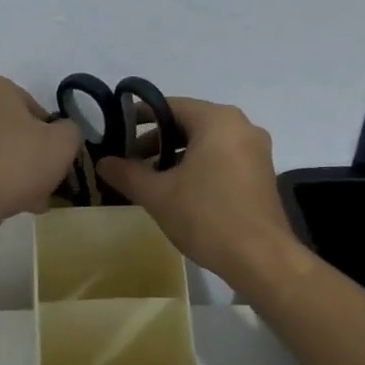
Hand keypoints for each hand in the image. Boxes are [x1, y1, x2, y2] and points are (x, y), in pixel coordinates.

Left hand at [0, 75, 82, 235]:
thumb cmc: (16, 161)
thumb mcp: (64, 142)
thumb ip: (70, 131)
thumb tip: (61, 134)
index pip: (33, 108)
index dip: (51, 136)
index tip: (57, 160)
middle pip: (12, 131)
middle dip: (31, 157)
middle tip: (47, 183)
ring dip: (15, 174)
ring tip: (32, 202)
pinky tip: (8, 206)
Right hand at [98, 97, 297, 287]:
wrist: (261, 259)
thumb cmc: (206, 216)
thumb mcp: (158, 195)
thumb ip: (127, 173)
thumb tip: (102, 162)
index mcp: (217, 120)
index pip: (170, 106)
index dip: (139, 117)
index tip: (117, 132)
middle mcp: (241, 126)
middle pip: (190, 122)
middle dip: (157, 140)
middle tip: (130, 160)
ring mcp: (256, 150)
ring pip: (207, 141)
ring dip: (177, 155)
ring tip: (151, 178)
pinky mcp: (261, 173)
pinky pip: (223, 157)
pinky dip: (200, 165)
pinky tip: (181, 190)